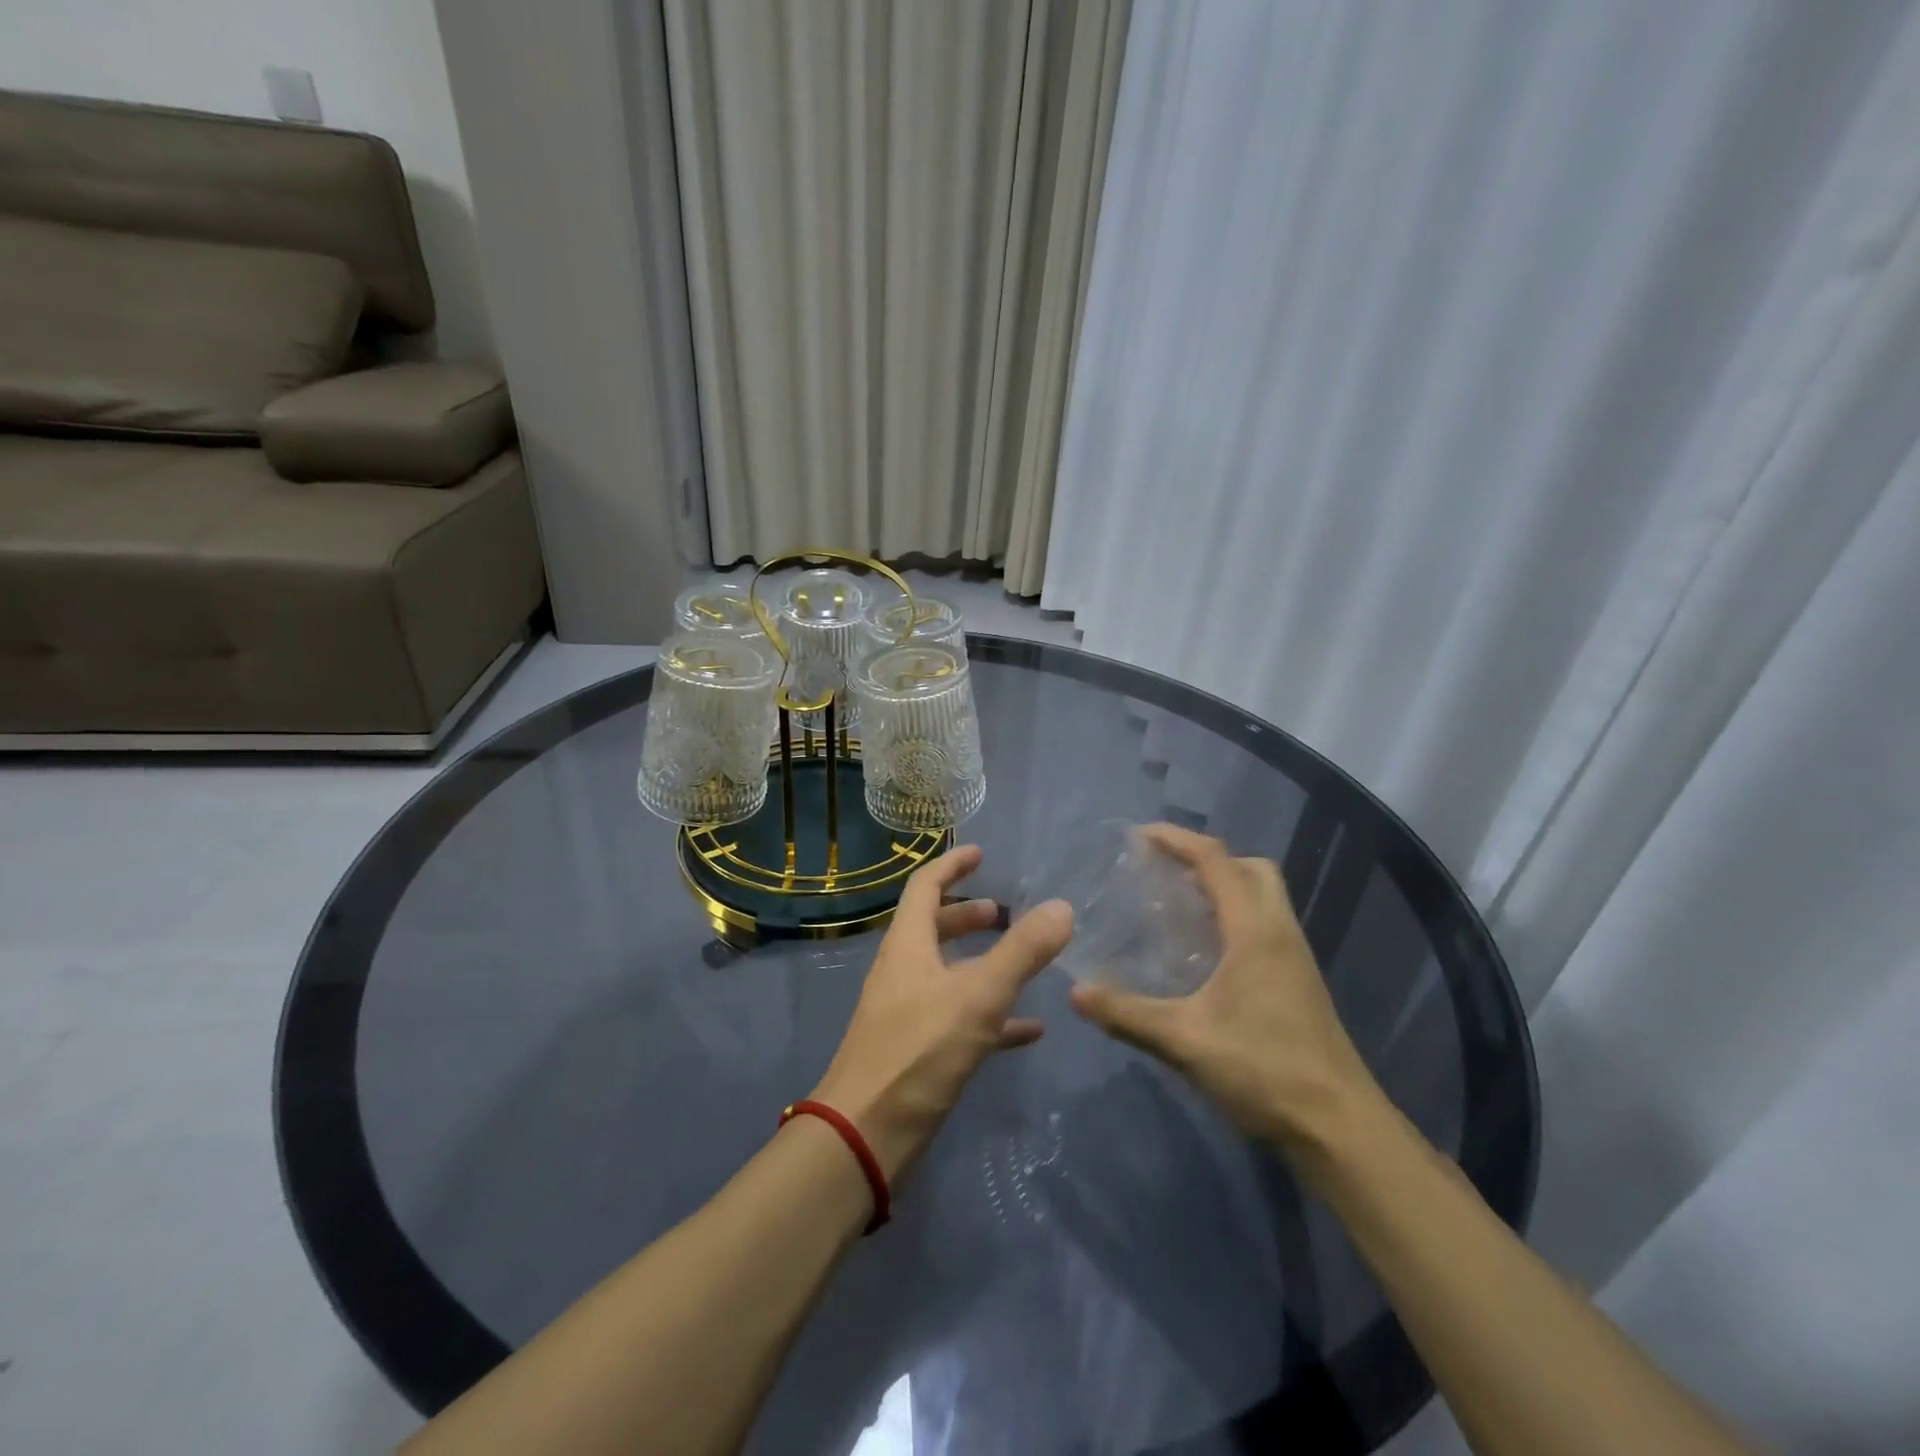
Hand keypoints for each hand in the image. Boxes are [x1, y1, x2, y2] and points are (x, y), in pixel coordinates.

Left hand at [812, 844, 1073, 1181]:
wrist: (868, 1134)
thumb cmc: (919, 1051)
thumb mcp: (979, 996)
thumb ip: (1022, 951)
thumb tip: (1062, 906)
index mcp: (908, 945)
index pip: (925, 886)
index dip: (952, 865)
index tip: (980, 854)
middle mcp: (903, 970)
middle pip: (933, 927)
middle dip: (967, 915)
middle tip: (1003, 912)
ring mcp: (907, 1011)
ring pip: (947, 973)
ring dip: (980, 962)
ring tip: (1021, 962)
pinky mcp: (917, 1049)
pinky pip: (958, 1018)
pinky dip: (990, 1014)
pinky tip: (1029, 1031)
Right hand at [1069, 824, 1385, 1155]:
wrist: (1340, 1128)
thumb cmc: (1264, 1072)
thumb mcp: (1185, 1041)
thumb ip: (1127, 1013)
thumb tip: (1076, 992)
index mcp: (1255, 931)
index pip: (1216, 861)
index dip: (1177, 840)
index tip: (1140, 835)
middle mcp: (1280, 931)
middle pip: (1250, 867)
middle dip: (1206, 857)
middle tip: (1164, 871)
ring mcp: (1295, 956)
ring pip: (1263, 894)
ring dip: (1224, 884)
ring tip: (1177, 903)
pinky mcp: (1298, 980)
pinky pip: (1265, 922)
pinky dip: (1234, 914)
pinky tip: (1203, 950)